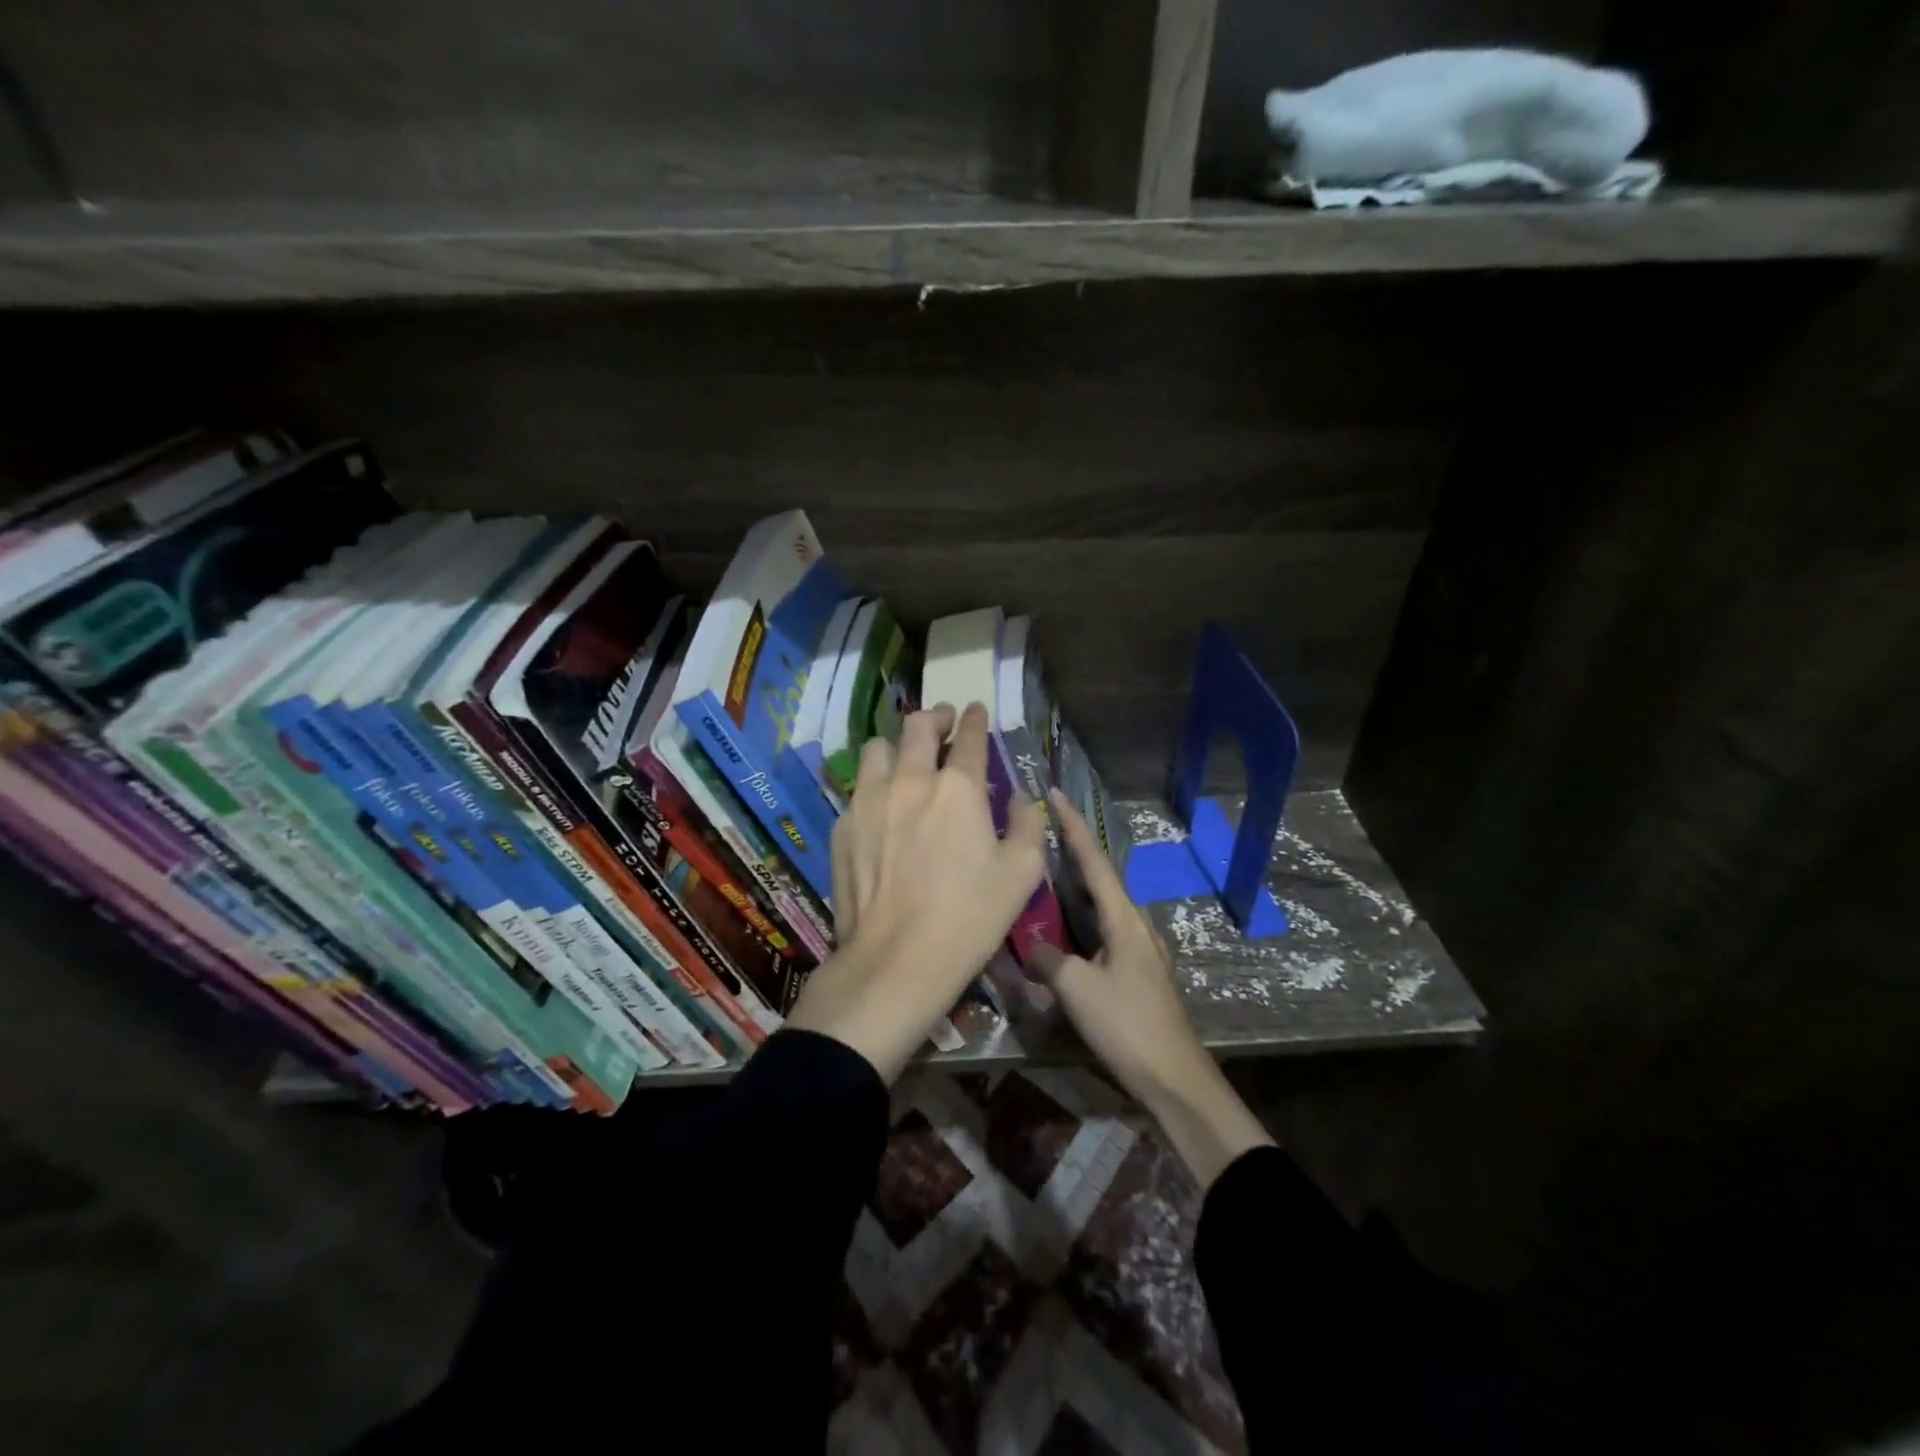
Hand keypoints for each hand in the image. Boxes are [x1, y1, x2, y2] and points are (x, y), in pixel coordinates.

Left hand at [786, 703, 1045, 1083]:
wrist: (896, 960)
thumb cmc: (969, 918)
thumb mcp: (1021, 874)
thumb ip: (1028, 824)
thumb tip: (1022, 799)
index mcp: (958, 788)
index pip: (968, 737)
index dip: (974, 718)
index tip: (975, 710)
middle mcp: (910, 780)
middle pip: (917, 726)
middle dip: (935, 717)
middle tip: (943, 722)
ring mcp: (869, 800)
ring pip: (877, 747)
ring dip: (897, 746)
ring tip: (905, 761)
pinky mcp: (843, 825)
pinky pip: (859, 788)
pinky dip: (875, 786)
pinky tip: (883, 810)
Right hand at [1036, 790, 1274, 1186]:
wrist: (1173, 1077)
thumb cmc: (1127, 1025)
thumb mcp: (1077, 989)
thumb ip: (1048, 960)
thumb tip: (1030, 946)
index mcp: (1123, 918)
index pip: (1093, 860)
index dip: (1072, 826)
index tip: (1054, 793)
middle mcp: (1135, 923)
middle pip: (1100, 876)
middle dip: (1073, 850)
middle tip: (1041, 830)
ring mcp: (1139, 948)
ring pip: (1102, 904)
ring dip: (1076, 884)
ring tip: (1047, 870)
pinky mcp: (1136, 971)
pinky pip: (1103, 929)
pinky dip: (1081, 916)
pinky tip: (1065, 926)